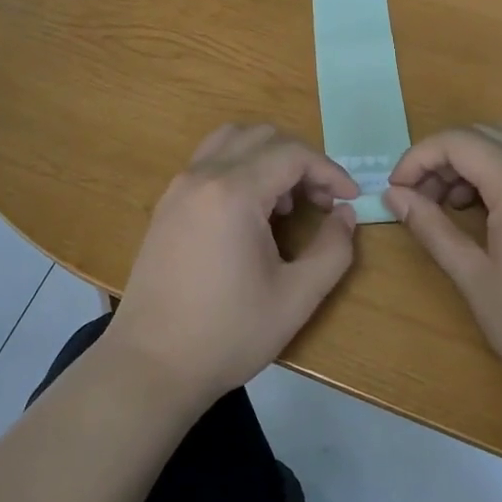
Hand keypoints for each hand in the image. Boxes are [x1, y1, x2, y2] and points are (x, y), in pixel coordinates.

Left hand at [102, 124, 359, 408]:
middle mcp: (202, 176)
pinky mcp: (166, 205)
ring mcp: (178, 187)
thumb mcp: (296, 298)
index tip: (351, 199)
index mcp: (233, 192)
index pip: (293, 154)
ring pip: (231, 141)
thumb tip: (345, 215)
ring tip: (284, 204)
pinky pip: (209, 162)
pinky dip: (239, 168)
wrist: (151, 364)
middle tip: (321, 201)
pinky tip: (250, 215)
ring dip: (267, 158)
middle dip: (300, 160)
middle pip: (262, 136)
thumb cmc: (228, 334)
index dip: (330, 170)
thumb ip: (333, 250)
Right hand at [385, 122, 501, 403]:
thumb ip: (432, 228)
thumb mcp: (476, 280)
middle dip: (444, 157)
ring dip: (478, 156)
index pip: (458, 142)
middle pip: (485, 133)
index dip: (418, 158)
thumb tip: (394, 196)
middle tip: (422, 198)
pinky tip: (498, 209)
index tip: (398, 189)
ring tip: (458, 202)